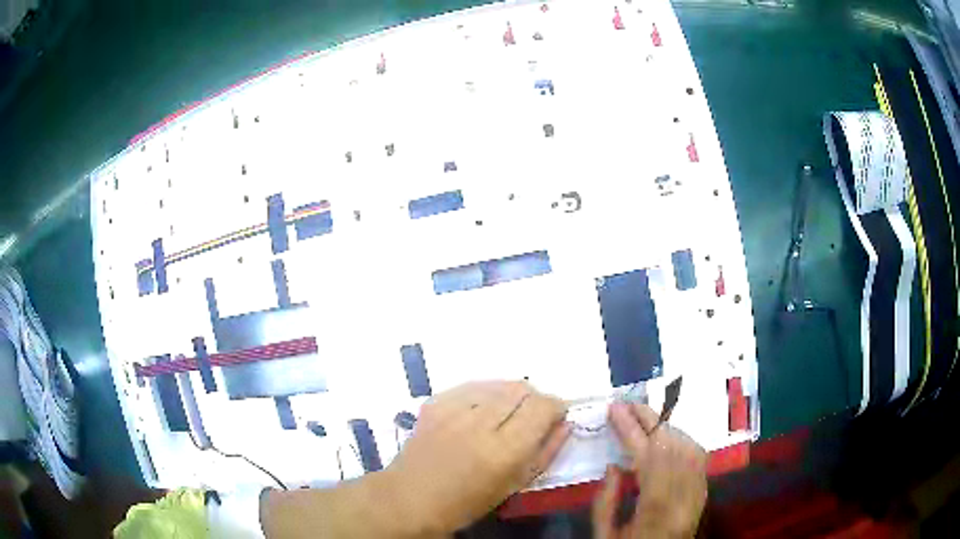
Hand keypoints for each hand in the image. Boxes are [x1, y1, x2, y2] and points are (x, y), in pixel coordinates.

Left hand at [385, 380, 570, 534]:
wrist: (412, 497)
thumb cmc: (468, 501)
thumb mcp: (515, 484)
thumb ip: (547, 452)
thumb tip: (566, 423)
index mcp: (505, 450)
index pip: (543, 406)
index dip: (556, 406)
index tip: (555, 416)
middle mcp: (481, 423)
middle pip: (522, 388)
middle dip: (534, 399)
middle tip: (530, 418)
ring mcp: (454, 410)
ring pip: (498, 384)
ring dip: (510, 395)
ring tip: (505, 415)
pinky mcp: (435, 402)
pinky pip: (472, 386)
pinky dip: (485, 395)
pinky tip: (480, 412)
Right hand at [592, 402, 707, 538]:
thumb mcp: (605, 537)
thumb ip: (606, 502)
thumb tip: (614, 464)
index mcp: (656, 512)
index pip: (648, 458)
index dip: (632, 429)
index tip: (615, 409)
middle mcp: (684, 499)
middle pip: (673, 448)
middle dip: (650, 420)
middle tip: (629, 403)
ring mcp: (698, 495)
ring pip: (689, 448)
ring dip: (666, 427)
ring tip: (643, 416)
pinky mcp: (703, 494)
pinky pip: (699, 458)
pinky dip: (683, 440)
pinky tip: (667, 435)